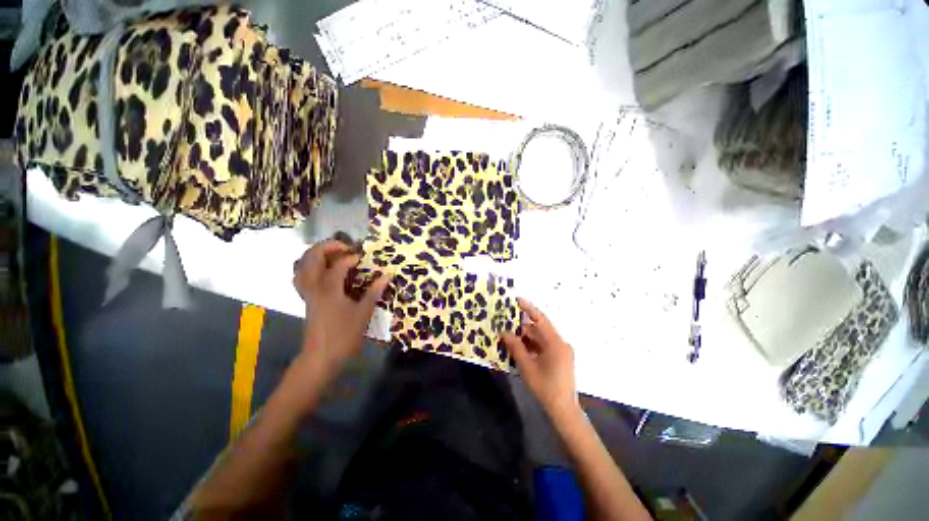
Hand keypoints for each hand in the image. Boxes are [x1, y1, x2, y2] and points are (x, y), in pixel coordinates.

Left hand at [291, 240, 389, 389]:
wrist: (321, 357)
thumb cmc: (344, 335)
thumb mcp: (363, 313)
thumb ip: (374, 292)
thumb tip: (386, 275)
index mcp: (329, 289)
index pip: (339, 264)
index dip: (352, 257)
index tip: (363, 257)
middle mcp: (314, 286)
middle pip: (312, 257)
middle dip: (328, 246)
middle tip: (345, 246)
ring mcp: (307, 293)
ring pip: (301, 265)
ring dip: (315, 254)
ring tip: (332, 254)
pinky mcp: (306, 299)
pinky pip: (300, 276)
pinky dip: (308, 267)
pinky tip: (322, 271)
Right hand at [501, 298, 577, 419]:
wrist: (563, 410)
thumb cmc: (545, 387)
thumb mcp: (527, 366)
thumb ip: (515, 347)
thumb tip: (504, 333)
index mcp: (556, 343)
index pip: (541, 319)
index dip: (528, 308)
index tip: (517, 299)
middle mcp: (560, 343)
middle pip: (539, 330)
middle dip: (522, 327)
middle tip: (506, 325)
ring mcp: (561, 351)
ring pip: (540, 339)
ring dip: (526, 338)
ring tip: (509, 338)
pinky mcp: (560, 358)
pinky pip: (543, 347)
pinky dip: (532, 346)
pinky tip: (519, 349)